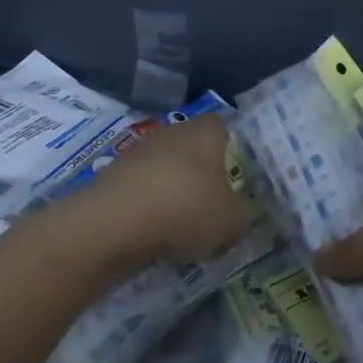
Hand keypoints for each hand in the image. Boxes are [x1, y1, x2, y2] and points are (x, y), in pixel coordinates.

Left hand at [89, 113, 257, 266]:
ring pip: (166, 170)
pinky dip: (149, 207)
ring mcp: (139, 151)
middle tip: (213, 207)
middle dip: (202, 176)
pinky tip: (154, 234)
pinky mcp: (113, 175)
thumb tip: (249, 209)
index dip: (232, 151)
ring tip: (183, 229)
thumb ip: (247, 213)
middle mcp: (173, 132)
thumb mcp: (232, 221)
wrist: (113, 224)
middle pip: (194, 149)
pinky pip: (143, 189)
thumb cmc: (185, 210)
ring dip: (174, 192)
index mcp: (205, 132)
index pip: (224, 128)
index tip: (236, 179)